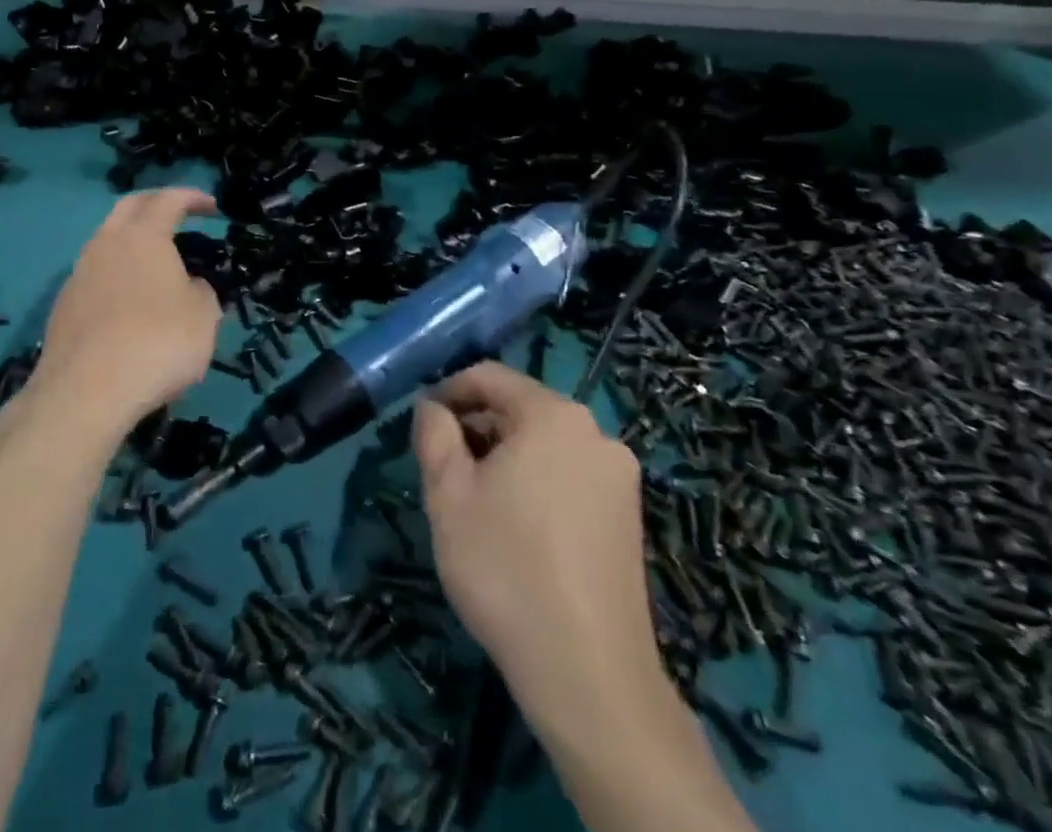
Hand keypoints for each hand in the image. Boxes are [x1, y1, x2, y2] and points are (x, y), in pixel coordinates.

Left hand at [24, 189, 221, 442]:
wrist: (85, 394)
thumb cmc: (157, 343)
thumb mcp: (204, 316)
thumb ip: (202, 291)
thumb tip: (189, 286)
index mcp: (143, 236)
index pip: (169, 199)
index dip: (193, 198)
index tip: (212, 207)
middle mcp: (106, 244)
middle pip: (130, 207)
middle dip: (156, 204)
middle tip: (179, 213)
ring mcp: (79, 274)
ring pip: (107, 241)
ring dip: (132, 241)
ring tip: (156, 262)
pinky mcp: (63, 307)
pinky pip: (95, 276)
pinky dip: (117, 275)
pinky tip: (130, 303)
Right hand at [413, 363, 662, 712]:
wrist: (589, 674)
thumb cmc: (505, 568)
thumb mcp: (447, 494)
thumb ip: (433, 434)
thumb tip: (432, 408)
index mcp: (553, 414)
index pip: (489, 376)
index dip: (449, 391)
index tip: (423, 423)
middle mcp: (595, 432)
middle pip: (520, 408)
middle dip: (477, 427)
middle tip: (443, 468)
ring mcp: (619, 475)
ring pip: (545, 443)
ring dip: (505, 456)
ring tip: (476, 500)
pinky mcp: (628, 516)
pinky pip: (570, 474)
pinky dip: (537, 482)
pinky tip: (516, 526)